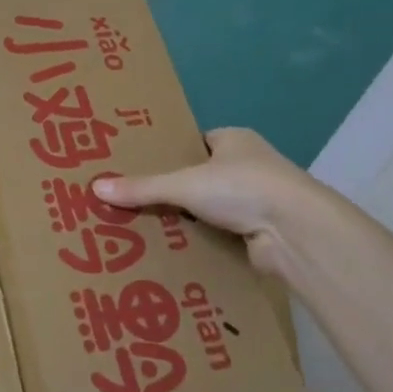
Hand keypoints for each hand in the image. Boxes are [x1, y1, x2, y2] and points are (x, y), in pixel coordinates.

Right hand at [93, 127, 339, 280]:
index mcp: (235, 140)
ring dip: (189, 220)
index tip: (139, 168)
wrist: (297, 232)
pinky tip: (174, 251)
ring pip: (212, 208)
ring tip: (145, 229)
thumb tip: (95, 188)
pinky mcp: (262, 233)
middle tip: (134, 202)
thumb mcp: (184, 183)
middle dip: (174, 191)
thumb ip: (142, 188)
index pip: (195, 143)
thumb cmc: (242, 188)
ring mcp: (259, 200)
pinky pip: (223, 234)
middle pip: (201, 177)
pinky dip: (204, 242)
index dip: (169, 154)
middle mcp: (250, 165)